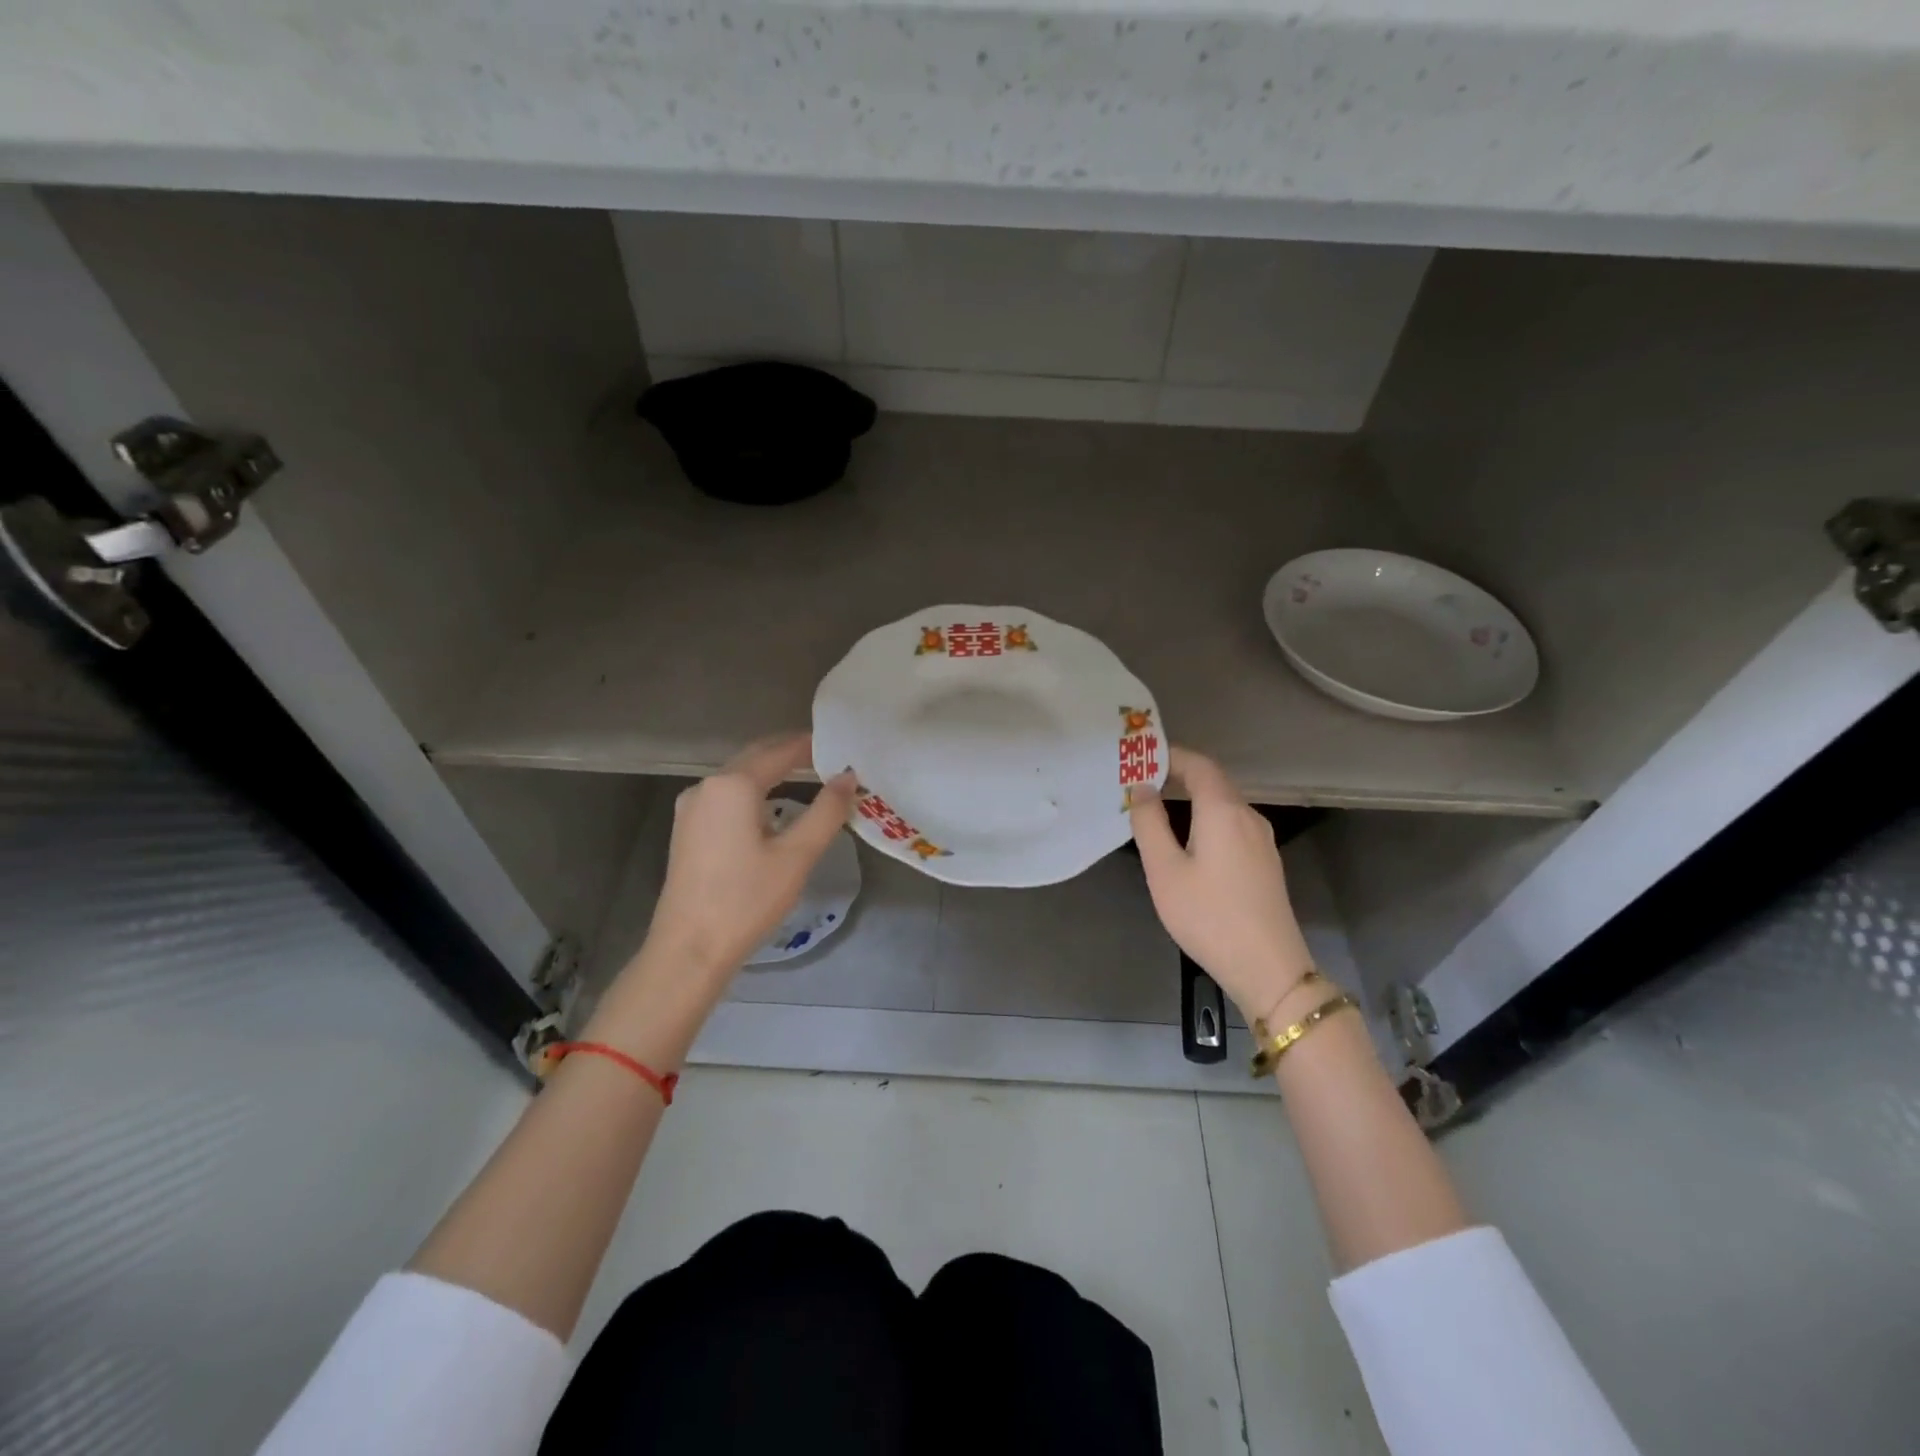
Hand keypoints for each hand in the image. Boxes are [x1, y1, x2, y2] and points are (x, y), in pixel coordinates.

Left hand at [590, 736, 855, 1065]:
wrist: (688, 950)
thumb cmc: (746, 900)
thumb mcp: (796, 856)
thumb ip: (826, 811)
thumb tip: (848, 777)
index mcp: (732, 785)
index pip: (778, 751)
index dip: (808, 744)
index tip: (837, 742)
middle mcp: (706, 787)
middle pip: (753, 757)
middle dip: (788, 752)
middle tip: (825, 754)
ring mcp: (690, 808)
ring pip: (737, 777)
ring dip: (769, 771)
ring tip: (805, 775)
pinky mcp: (686, 830)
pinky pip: (724, 796)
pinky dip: (752, 790)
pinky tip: (770, 805)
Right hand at [1129, 747, 1316, 1023]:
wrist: (1269, 968)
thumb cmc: (1209, 916)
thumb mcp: (1165, 871)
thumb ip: (1149, 824)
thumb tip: (1141, 789)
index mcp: (1223, 810)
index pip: (1198, 765)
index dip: (1170, 755)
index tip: (1139, 758)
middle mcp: (1247, 816)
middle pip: (1213, 781)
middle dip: (1178, 775)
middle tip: (1141, 782)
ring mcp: (1262, 840)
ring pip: (1224, 804)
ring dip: (1192, 798)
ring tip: (1158, 809)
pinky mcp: (1266, 862)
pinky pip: (1232, 824)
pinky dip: (1206, 818)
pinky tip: (1188, 840)